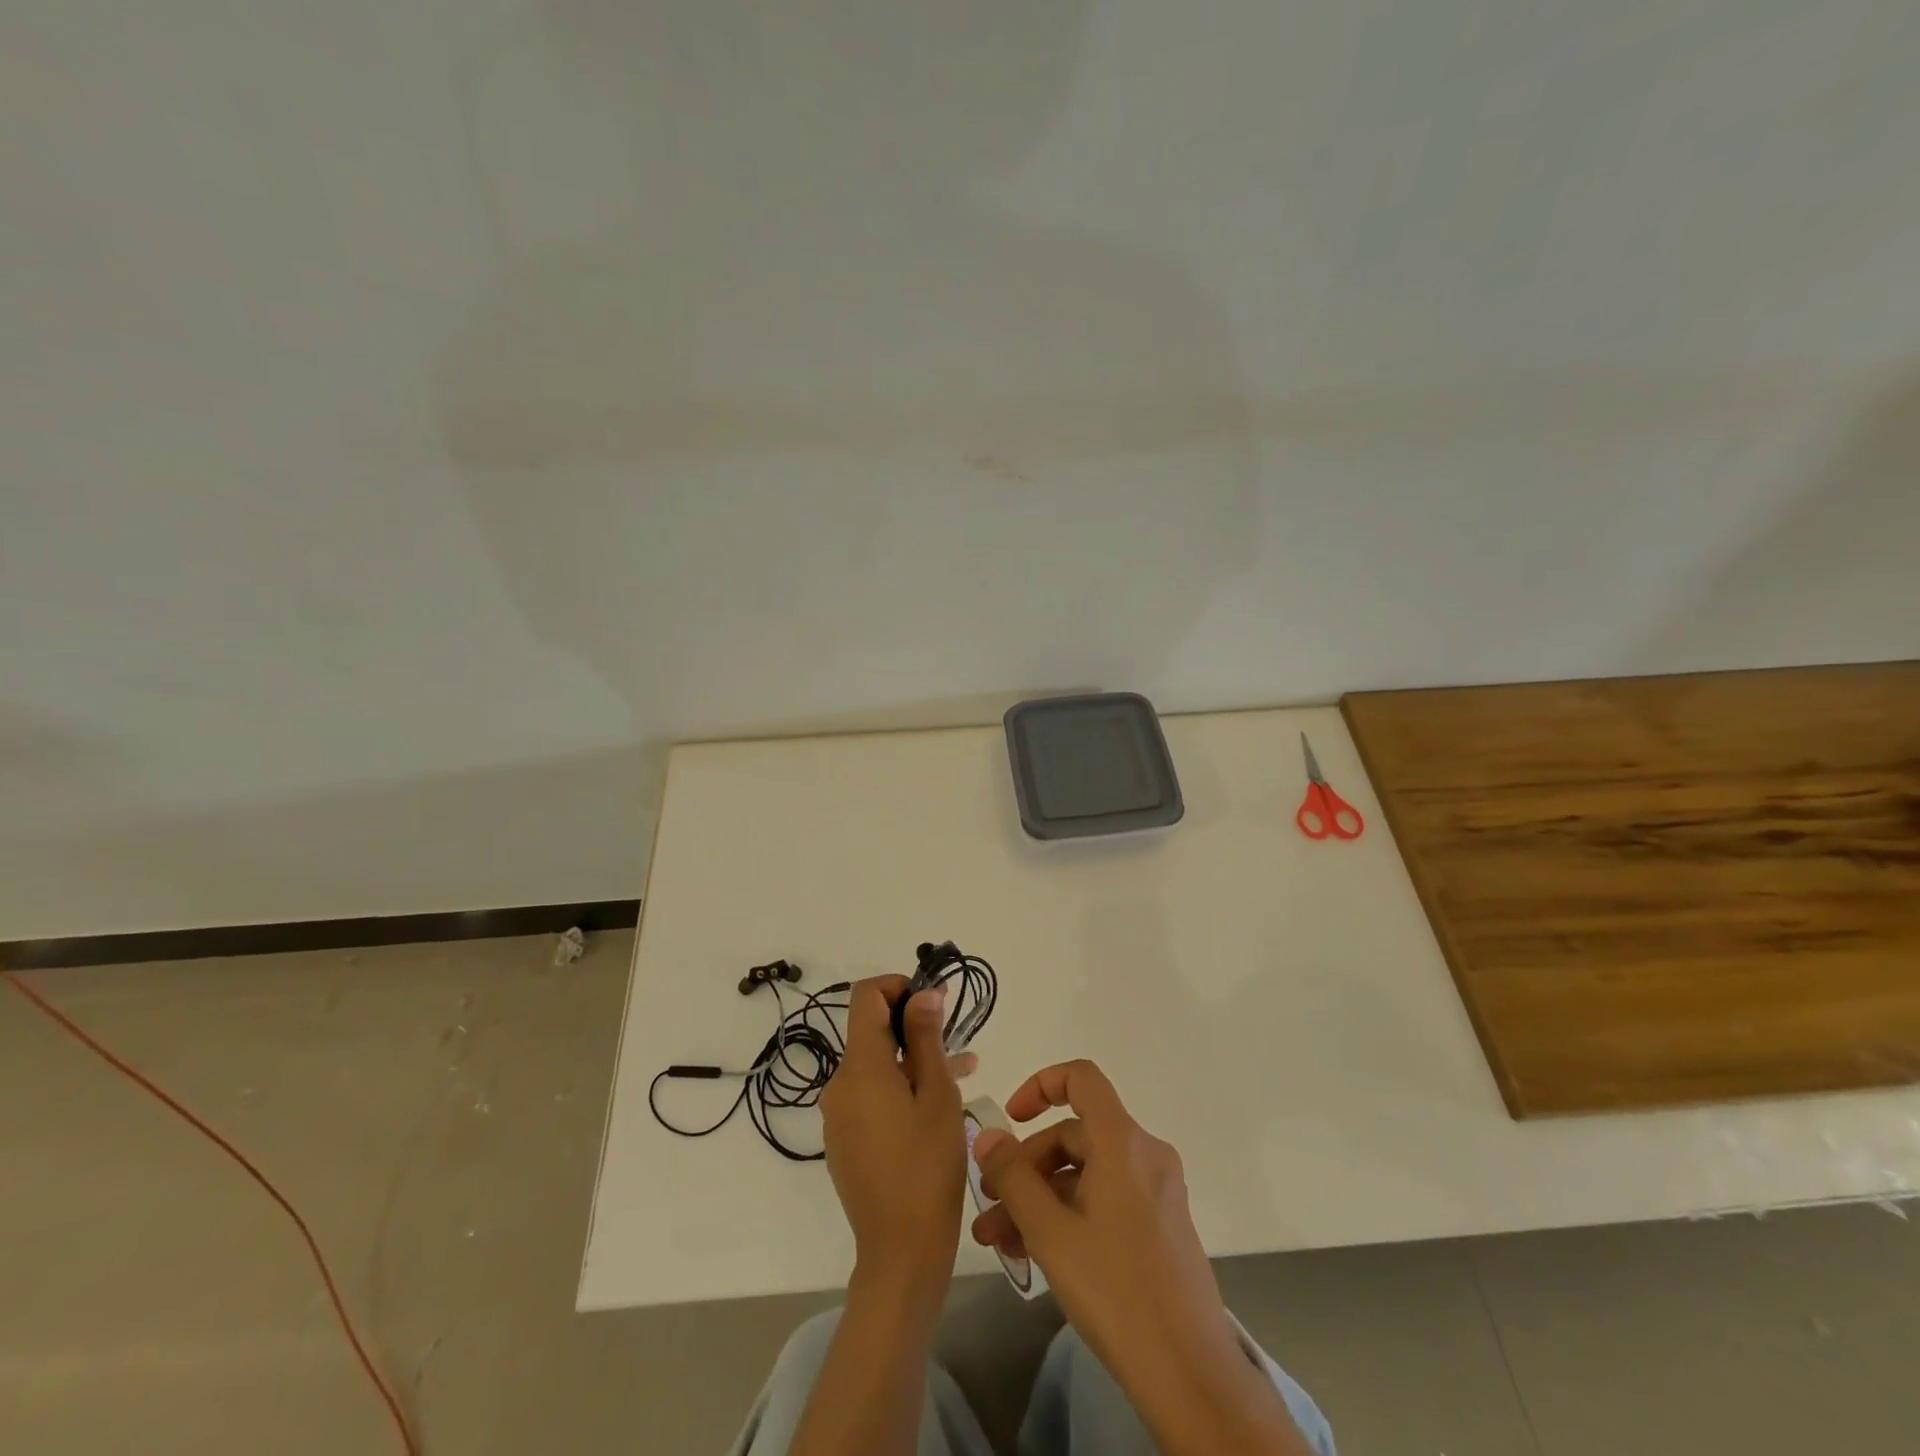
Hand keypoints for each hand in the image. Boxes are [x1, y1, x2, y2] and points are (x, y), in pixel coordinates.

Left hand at [819, 976, 969, 1306]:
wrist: (900, 1251)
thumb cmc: (927, 1166)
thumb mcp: (937, 1095)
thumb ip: (927, 1037)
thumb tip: (923, 993)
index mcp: (859, 1067)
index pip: (865, 996)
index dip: (898, 986)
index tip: (933, 1001)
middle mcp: (839, 1084)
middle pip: (871, 1031)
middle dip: (913, 1027)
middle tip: (957, 1041)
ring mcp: (838, 1115)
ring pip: (875, 1066)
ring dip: (912, 1060)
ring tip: (960, 1072)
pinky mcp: (844, 1140)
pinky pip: (870, 1096)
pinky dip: (899, 1088)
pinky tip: (935, 1106)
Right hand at [971, 1060, 1238, 1382]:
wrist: (1191, 1375)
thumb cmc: (1116, 1290)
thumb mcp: (1051, 1232)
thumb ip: (1014, 1177)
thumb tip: (988, 1136)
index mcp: (1123, 1141)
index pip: (1081, 1078)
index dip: (1041, 1085)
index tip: (1011, 1119)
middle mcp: (1145, 1154)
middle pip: (1075, 1135)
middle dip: (1026, 1166)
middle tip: (989, 1205)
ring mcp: (1156, 1191)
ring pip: (1086, 1174)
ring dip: (1040, 1198)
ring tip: (999, 1241)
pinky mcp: (1160, 1224)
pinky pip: (1105, 1199)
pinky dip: (1069, 1214)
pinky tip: (1034, 1254)